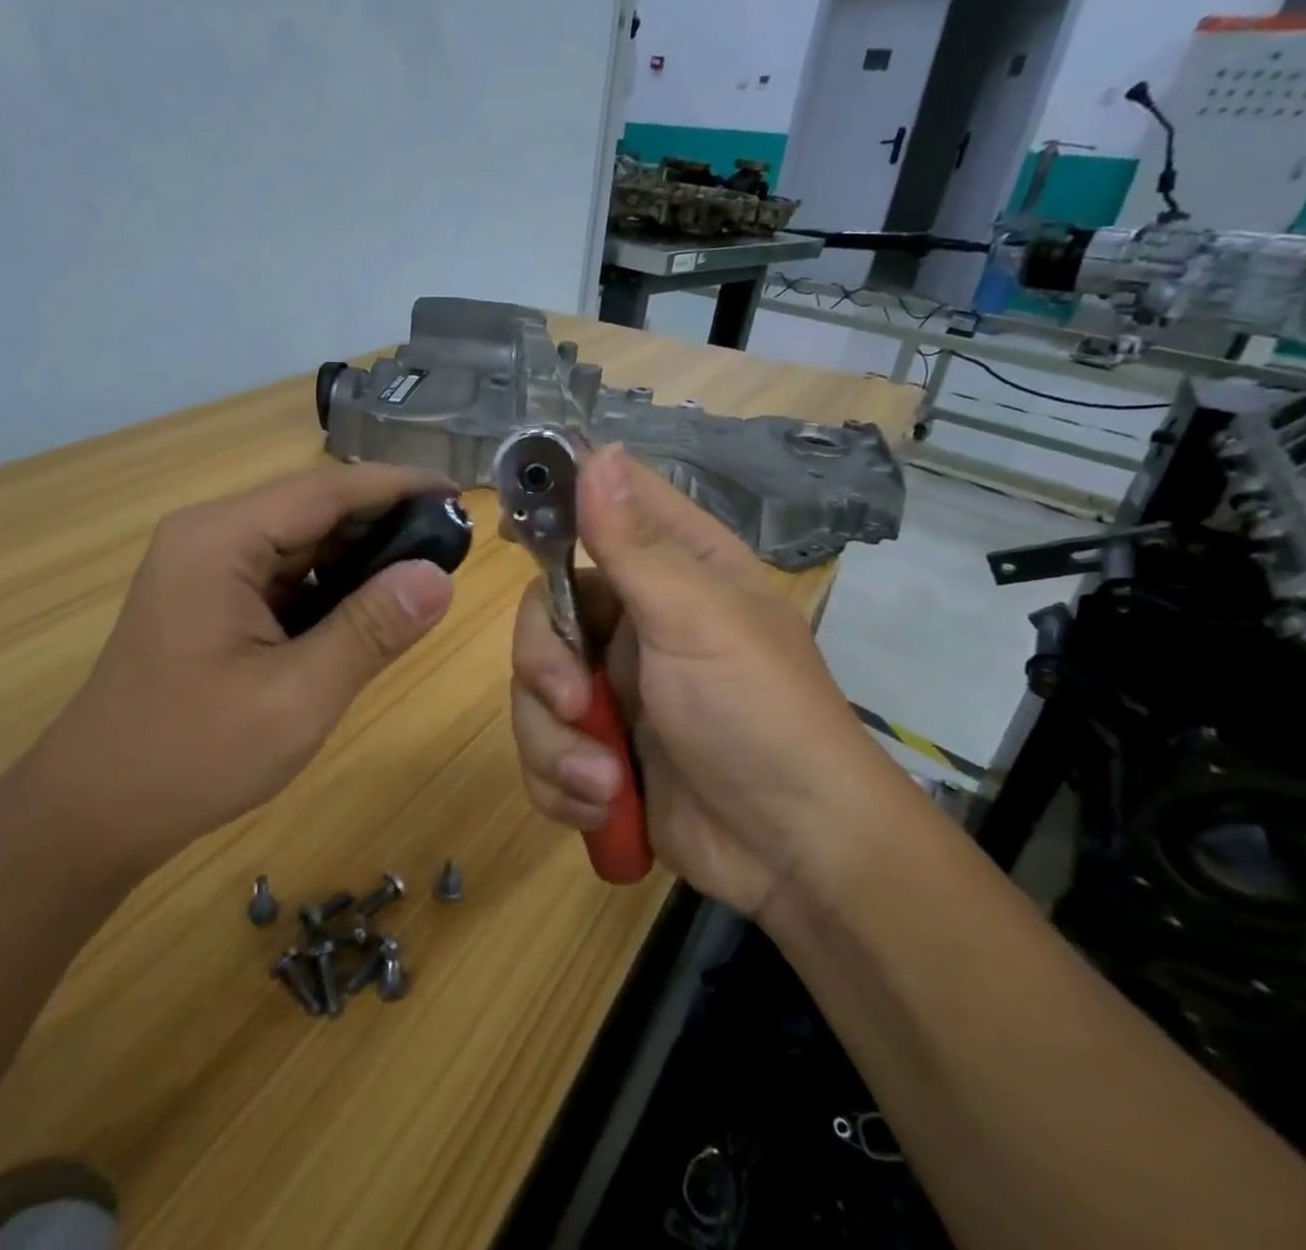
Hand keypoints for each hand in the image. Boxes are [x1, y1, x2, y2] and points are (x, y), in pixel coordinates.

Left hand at [29, 464, 458, 871]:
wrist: (96, 811)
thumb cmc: (192, 755)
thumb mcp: (297, 696)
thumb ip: (370, 631)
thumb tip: (439, 578)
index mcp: (219, 541)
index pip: (325, 490)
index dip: (397, 486)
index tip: (459, 494)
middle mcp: (209, 537)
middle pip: (312, 509)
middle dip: (384, 522)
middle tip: (454, 543)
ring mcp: (207, 567)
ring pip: (302, 541)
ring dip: (360, 555)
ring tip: (425, 573)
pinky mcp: (212, 597)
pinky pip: (285, 573)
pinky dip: (331, 585)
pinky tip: (370, 607)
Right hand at [510, 446, 890, 917]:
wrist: (794, 855)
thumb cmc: (757, 716)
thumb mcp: (696, 620)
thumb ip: (633, 543)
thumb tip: (598, 451)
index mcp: (672, 571)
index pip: (604, 508)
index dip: (556, 505)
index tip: (511, 524)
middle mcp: (634, 621)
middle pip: (543, 611)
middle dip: (546, 667)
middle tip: (577, 703)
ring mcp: (614, 688)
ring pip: (533, 689)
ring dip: (557, 745)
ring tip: (604, 784)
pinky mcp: (598, 751)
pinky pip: (542, 748)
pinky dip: (562, 784)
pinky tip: (604, 807)